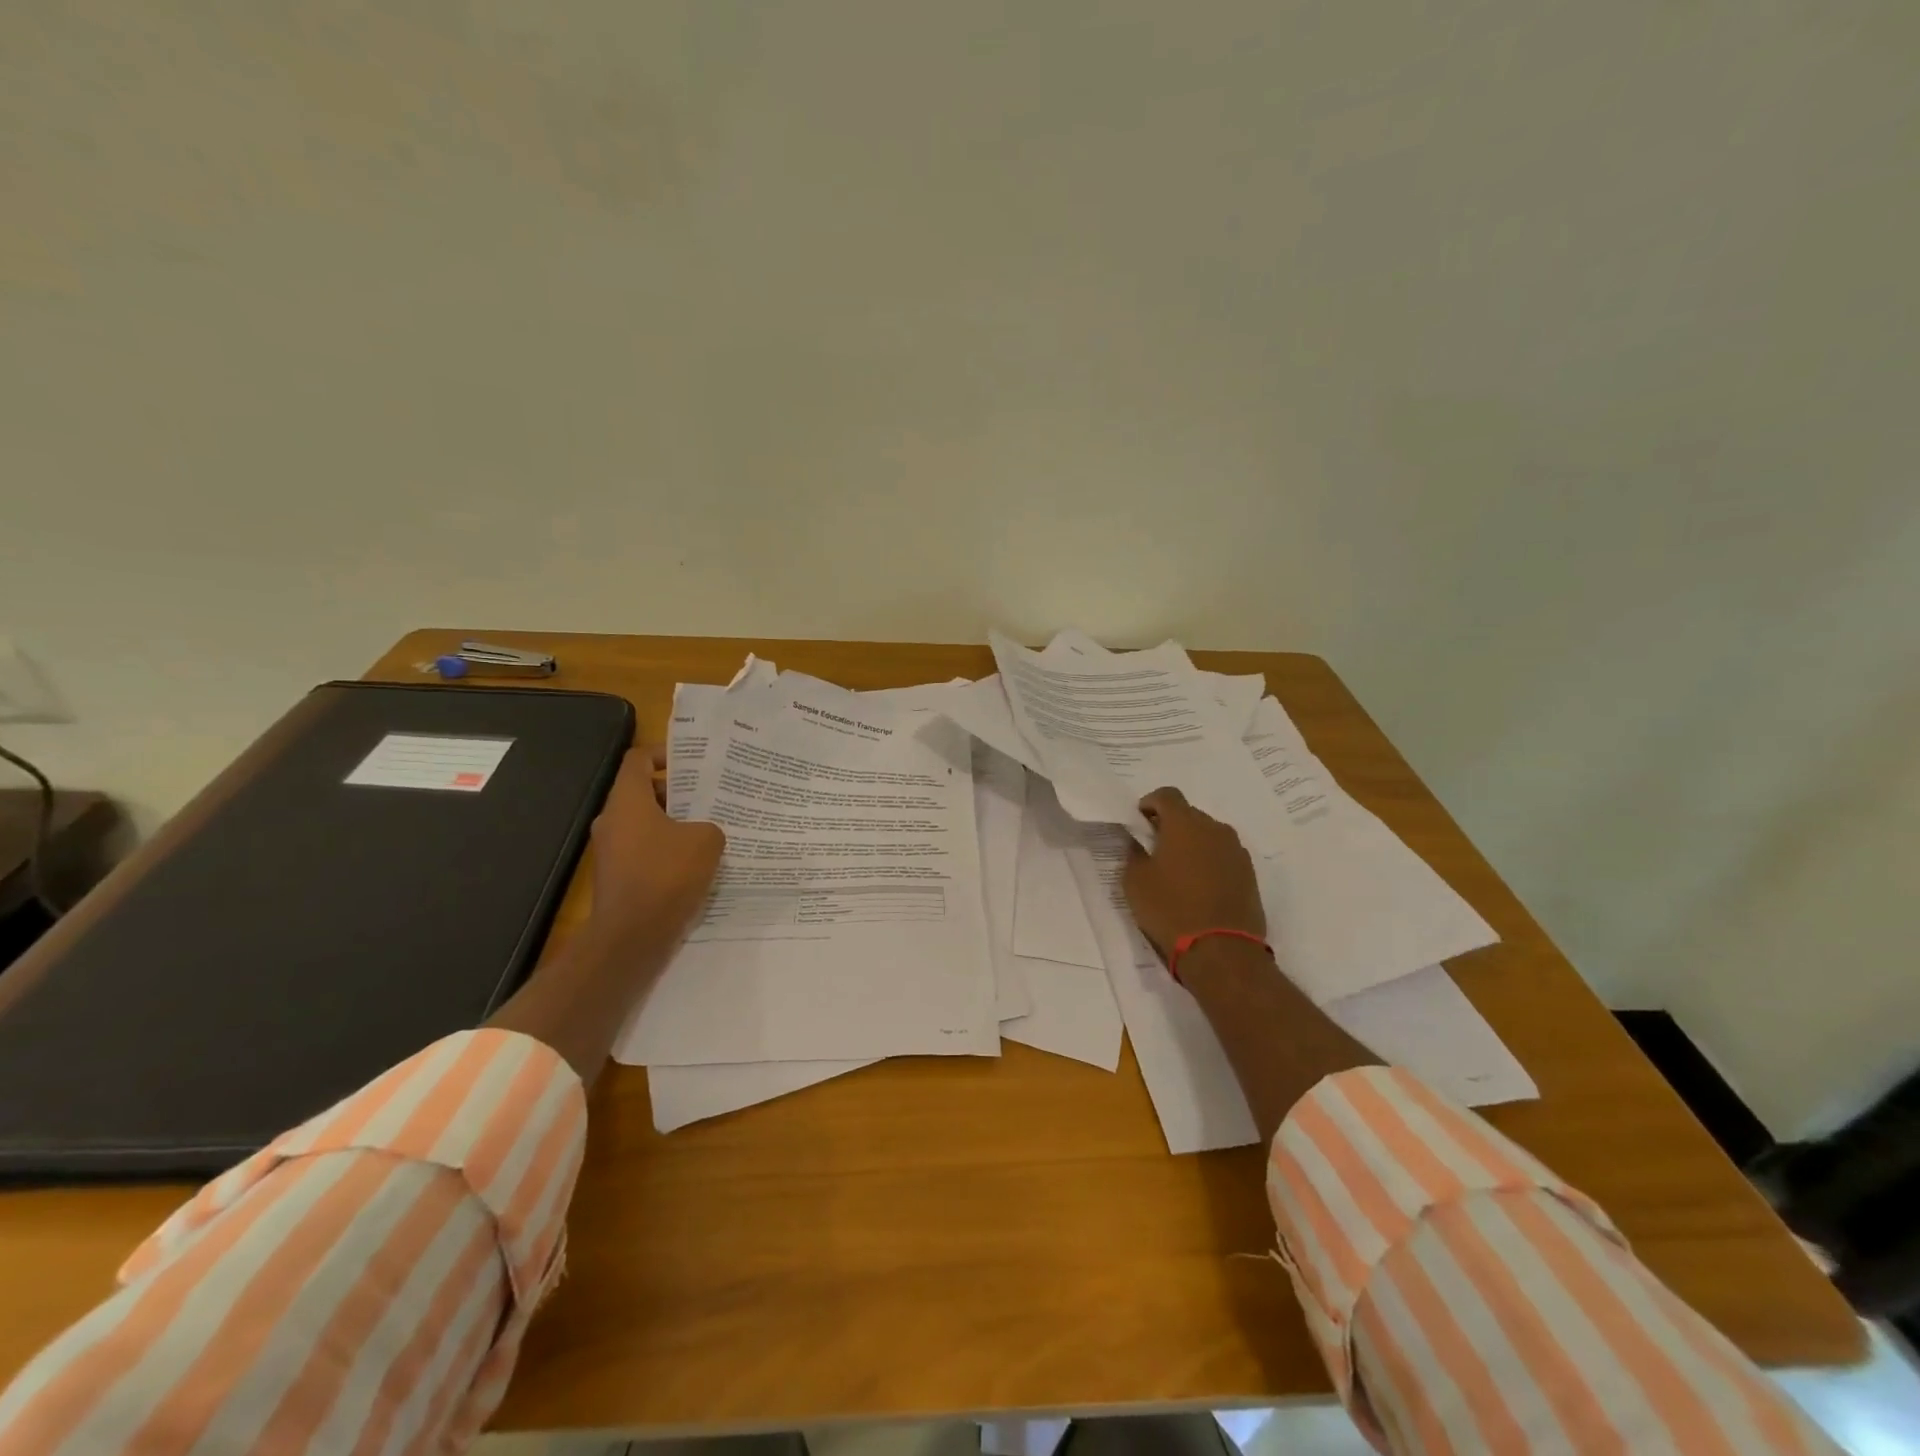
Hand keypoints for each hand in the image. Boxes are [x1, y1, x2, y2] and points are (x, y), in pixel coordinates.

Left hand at [585, 747, 725, 946]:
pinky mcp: (617, 877)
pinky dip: (667, 850)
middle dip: (677, 792)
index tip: (693, 760)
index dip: (664, 753)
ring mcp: (611, 851)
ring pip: (645, 824)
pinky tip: (696, 863)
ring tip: (709, 830)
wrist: (632, 935)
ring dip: (674, 824)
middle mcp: (612, 821)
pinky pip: (644, 851)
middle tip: (711, 796)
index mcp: (627, 801)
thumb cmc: (667, 875)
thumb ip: (708, 826)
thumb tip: (702, 833)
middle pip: (643, 792)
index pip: (638, 760)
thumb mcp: (706, 841)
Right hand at [1123, 787, 1264, 957]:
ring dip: (1193, 844)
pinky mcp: (1250, 874)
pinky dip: (1209, 862)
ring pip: (1209, 836)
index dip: (1150, 803)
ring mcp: (1237, 851)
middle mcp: (1215, 829)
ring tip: (1178, 871)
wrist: (1222, 951)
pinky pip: (1223, 856)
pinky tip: (1199, 887)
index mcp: (1185, 823)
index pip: (1167, 795)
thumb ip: (1134, 853)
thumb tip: (1139, 842)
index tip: (1140, 822)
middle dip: (1172, 826)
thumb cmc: (1170, 909)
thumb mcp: (1135, 881)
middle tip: (1156, 849)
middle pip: (1190, 814)